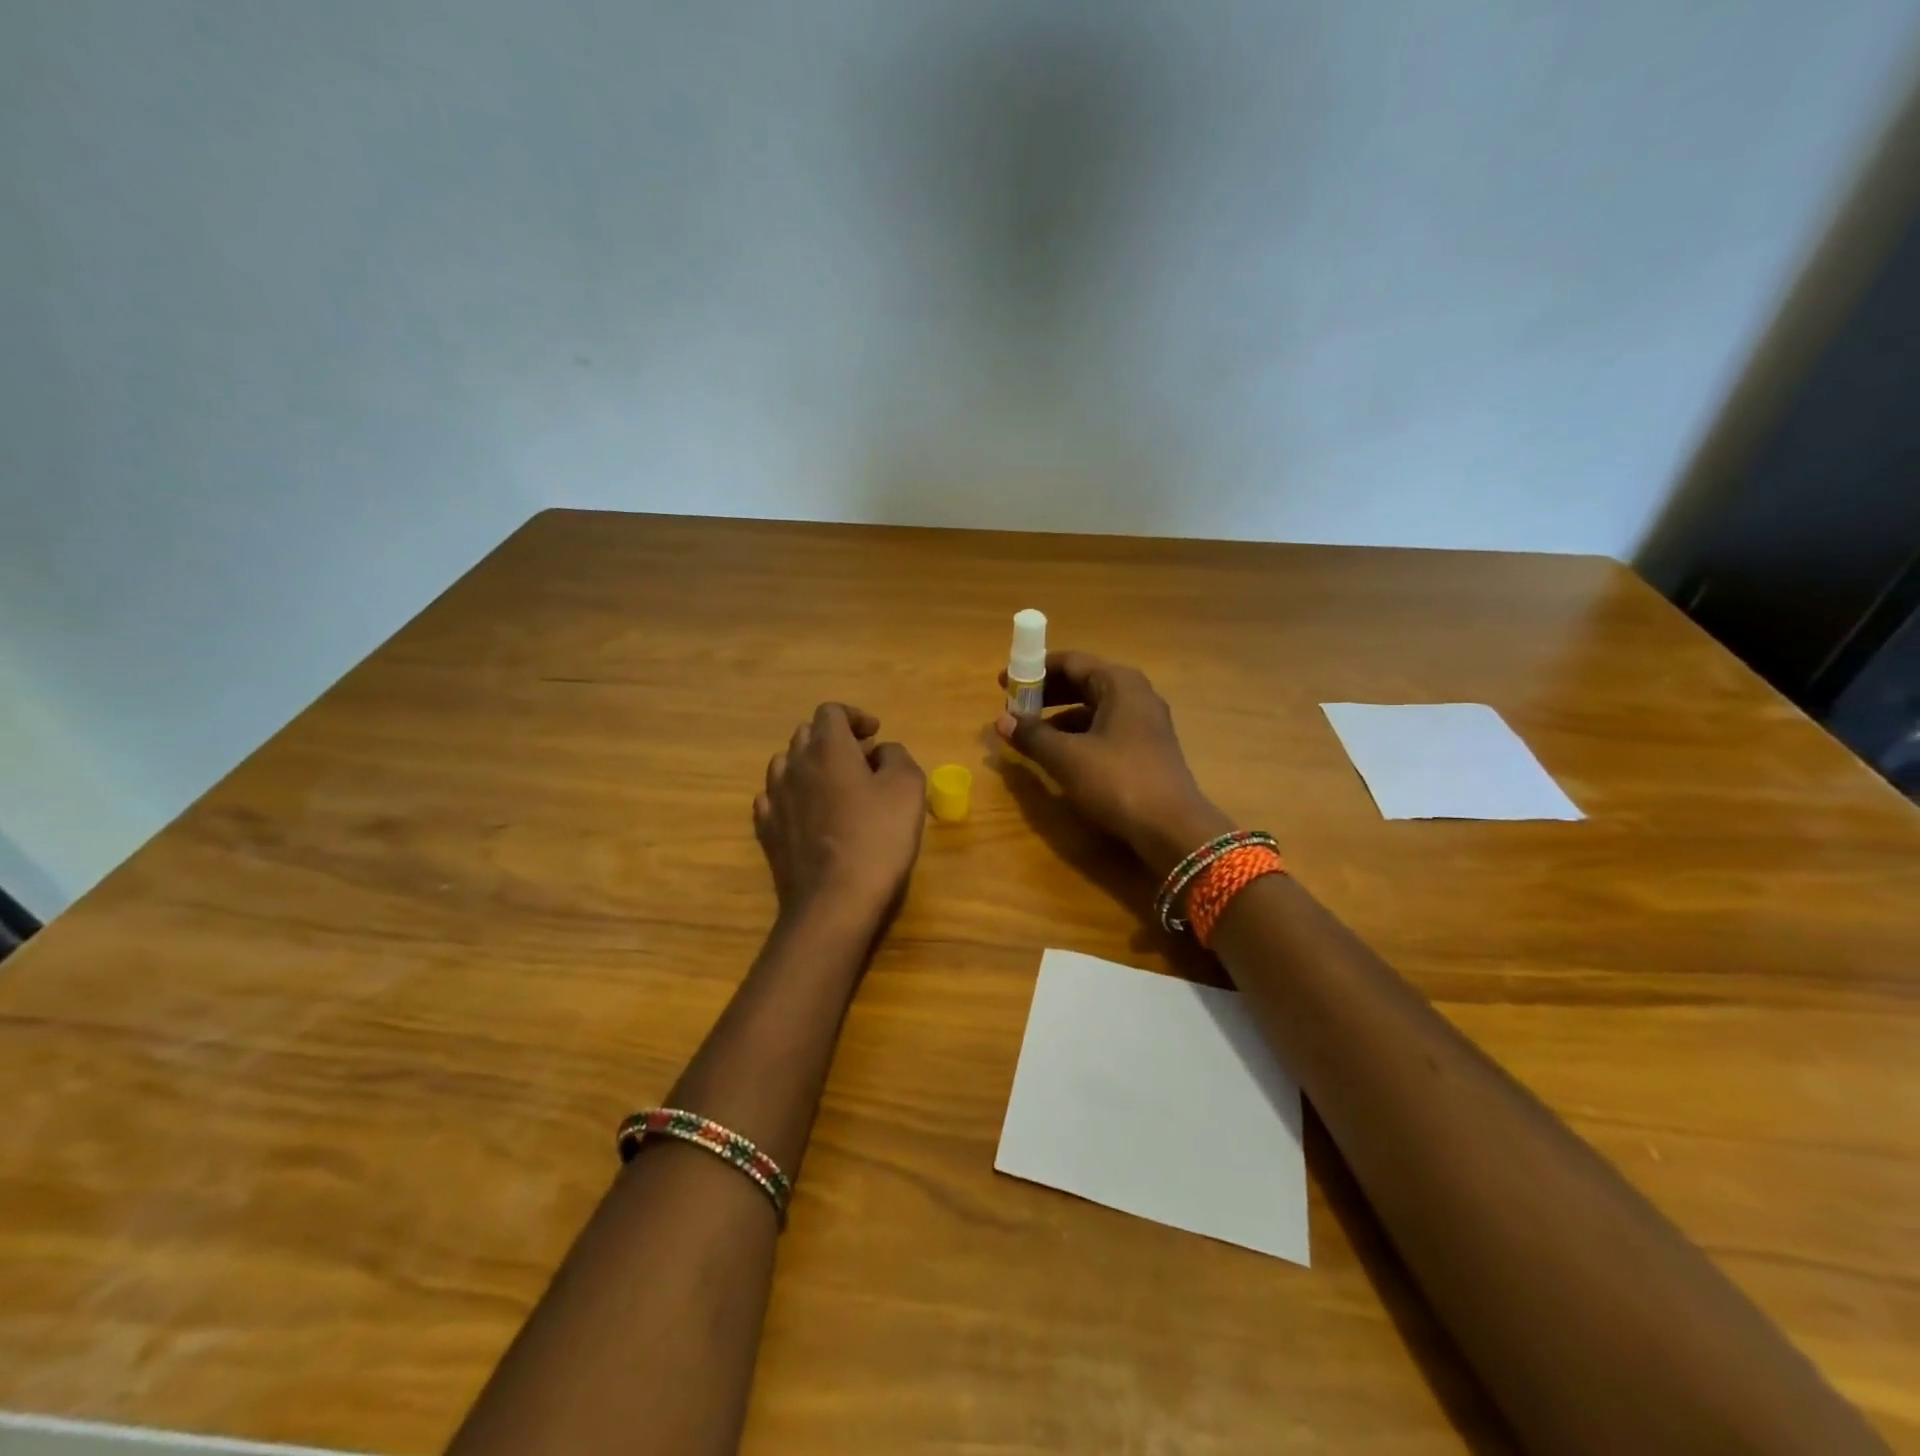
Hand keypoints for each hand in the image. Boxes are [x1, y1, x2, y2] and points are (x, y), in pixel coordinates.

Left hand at [755, 703, 926, 924]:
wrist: (834, 901)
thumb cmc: (878, 838)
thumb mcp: (908, 788)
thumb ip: (897, 756)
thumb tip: (881, 751)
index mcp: (828, 748)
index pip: (831, 711)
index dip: (855, 717)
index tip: (875, 734)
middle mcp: (794, 765)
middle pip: (807, 735)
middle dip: (835, 740)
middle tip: (862, 761)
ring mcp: (775, 798)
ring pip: (786, 764)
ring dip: (810, 766)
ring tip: (834, 787)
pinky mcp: (766, 830)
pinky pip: (774, 798)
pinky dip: (792, 795)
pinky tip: (809, 813)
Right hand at [996, 651, 1233, 878]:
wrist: (1171, 827)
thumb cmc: (1117, 780)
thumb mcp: (1066, 757)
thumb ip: (1032, 735)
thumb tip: (1001, 720)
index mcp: (1119, 683)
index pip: (1070, 662)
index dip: (1034, 670)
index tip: (1005, 683)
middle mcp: (1136, 694)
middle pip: (1083, 682)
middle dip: (1046, 693)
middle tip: (1014, 707)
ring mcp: (1145, 722)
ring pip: (1094, 708)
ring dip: (1059, 716)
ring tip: (1030, 733)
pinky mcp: (1146, 748)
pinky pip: (1105, 729)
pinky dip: (1078, 735)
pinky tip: (1059, 754)